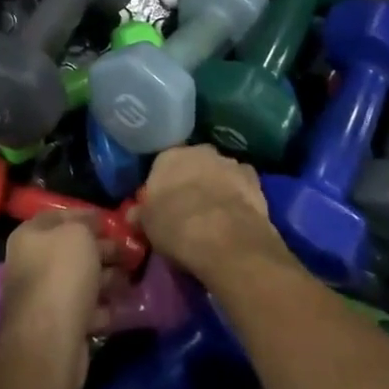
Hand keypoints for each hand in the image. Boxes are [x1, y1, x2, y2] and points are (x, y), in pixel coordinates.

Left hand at [0, 211, 127, 388]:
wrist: (49, 341)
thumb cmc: (62, 274)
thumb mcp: (78, 234)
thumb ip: (87, 224)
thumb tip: (94, 225)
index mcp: (29, 236)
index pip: (61, 217)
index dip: (88, 216)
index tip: (115, 222)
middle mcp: (32, 264)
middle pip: (73, 250)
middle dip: (104, 249)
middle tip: (132, 250)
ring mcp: (44, 297)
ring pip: (81, 280)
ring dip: (108, 277)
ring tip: (134, 276)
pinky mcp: (58, 327)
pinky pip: (86, 309)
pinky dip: (105, 306)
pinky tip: (126, 305)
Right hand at [131, 145, 291, 285]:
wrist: (224, 238)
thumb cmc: (176, 227)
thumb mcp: (148, 226)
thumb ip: (142, 214)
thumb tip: (134, 215)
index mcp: (169, 157)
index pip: (163, 166)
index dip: (165, 186)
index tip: (165, 205)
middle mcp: (200, 151)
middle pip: (194, 164)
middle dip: (193, 181)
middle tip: (190, 208)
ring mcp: (230, 163)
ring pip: (220, 172)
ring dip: (218, 186)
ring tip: (216, 215)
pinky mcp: (254, 179)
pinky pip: (242, 186)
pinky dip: (240, 196)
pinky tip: (237, 216)